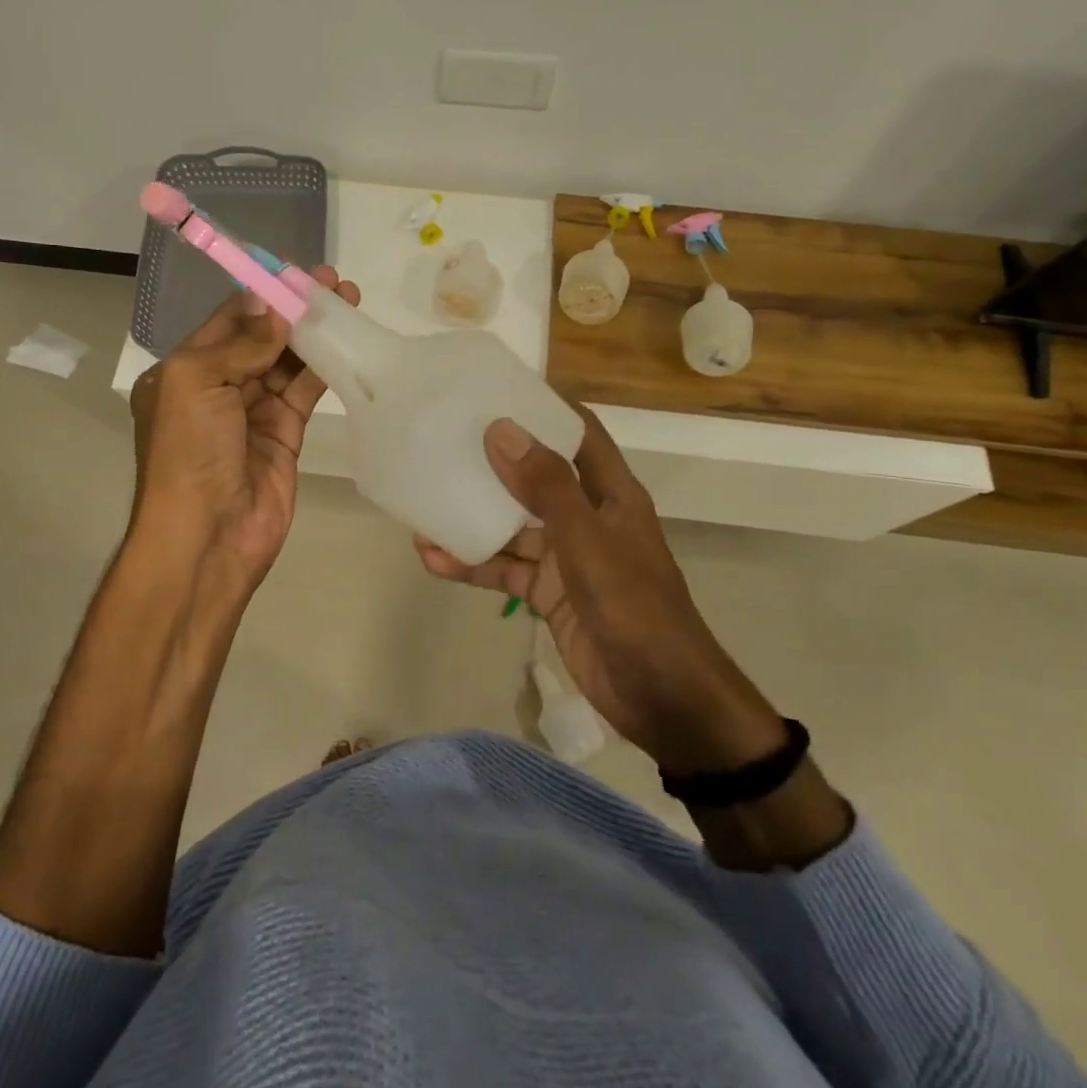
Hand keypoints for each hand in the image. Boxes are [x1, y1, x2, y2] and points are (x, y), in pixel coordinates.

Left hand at [129, 266, 359, 608]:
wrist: (208, 537)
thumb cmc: (189, 454)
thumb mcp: (195, 384)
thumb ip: (238, 343)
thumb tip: (273, 309)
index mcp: (186, 371)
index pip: (229, 320)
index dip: (263, 293)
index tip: (298, 271)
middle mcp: (219, 388)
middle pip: (263, 337)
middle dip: (294, 309)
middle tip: (333, 282)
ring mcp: (254, 412)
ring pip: (288, 362)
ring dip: (315, 334)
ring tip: (349, 302)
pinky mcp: (286, 435)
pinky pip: (305, 392)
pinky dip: (325, 368)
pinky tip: (348, 343)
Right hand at [416, 407, 786, 773]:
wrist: (662, 698)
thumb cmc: (633, 607)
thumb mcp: (586, 541)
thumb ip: (545, 486)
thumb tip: (500, 429)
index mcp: (611, 494)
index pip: (579, 433)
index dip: (545, 408)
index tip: (498, 389)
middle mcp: (588, 517)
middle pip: (537, 477)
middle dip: (495, 463)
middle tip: (445, 443)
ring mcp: (568, 558)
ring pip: (514, 528)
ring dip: (473, 519)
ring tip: (424, 506)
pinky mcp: (550, 595)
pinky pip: (506, 570)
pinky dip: (474, 565)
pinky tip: (433, 560)